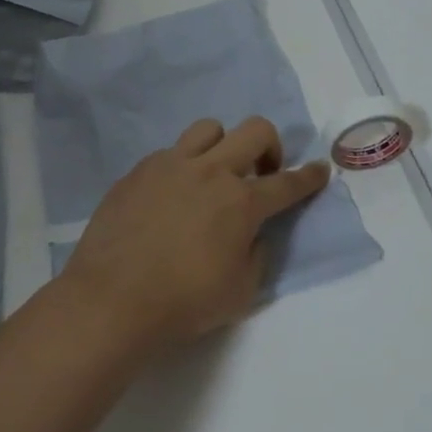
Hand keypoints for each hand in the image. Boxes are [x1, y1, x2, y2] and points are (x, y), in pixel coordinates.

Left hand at [59, 117, 331, 355]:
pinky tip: (170, 196)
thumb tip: (251, 235)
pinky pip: (169, 153)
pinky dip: (181, 167)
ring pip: (209, 128)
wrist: (112, 300)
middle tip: (263, 172)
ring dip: (222, 145)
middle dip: (271, 146)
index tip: (320, 170)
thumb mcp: (241, 291)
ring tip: (213, 174)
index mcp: (242, 202)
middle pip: (255, 131)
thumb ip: (256, 255)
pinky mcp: (138, 171)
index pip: (287, 183)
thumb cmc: (184, 302)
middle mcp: (211, 171)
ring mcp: (170, 165)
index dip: (309, 177)